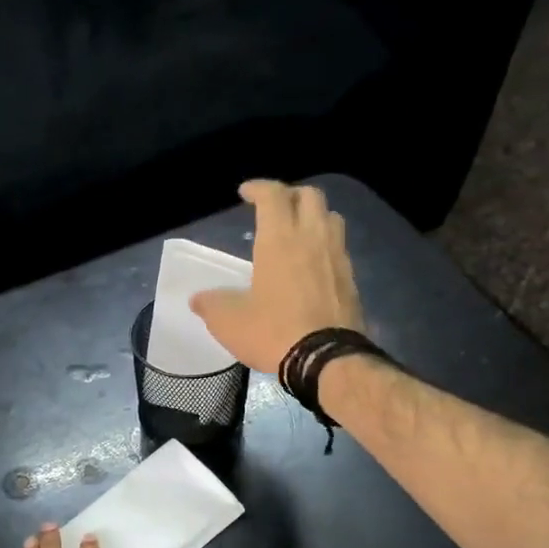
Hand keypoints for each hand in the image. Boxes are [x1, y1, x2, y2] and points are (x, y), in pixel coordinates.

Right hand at [189, 180, 366, 373]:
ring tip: (298, 231)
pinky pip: (339, 248)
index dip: (259, 188)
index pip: (273, 195)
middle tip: (274, 208)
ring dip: (314, 216)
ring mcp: (337, 257)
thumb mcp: (229, 322)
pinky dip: (325, 245)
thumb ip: (211, 305)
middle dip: (290, 195)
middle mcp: (312, 238)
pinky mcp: (351, 279)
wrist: (327, 359)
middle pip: (310, 196)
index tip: (246, 193)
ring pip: (331, 217)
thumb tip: (198, 299)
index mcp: (280, 240)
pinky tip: (313, 265)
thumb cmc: (273, 332)